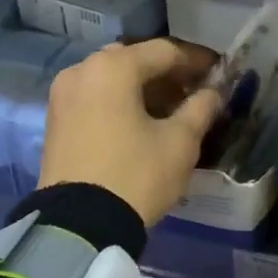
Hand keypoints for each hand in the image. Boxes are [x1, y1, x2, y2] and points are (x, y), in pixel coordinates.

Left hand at [39, 40, 220, 225]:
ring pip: (114, 79)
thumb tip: (214, 92)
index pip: (165, 51)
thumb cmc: (136, 175)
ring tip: (174, 111)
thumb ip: (201, 108)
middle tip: (197, 92)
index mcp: (113, 67)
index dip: (198, 61)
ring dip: (145, 89)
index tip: (221, 72)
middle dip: (169, 74)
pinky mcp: (56, 120)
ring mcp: (63, 95)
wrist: (78, 226)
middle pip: (136, 61)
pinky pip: (96, 98)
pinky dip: (122, 102)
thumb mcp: (180, 142)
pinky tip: (144, 123)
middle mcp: (82, 70)